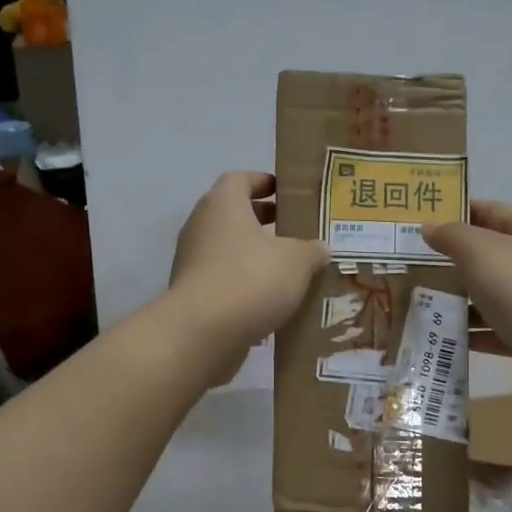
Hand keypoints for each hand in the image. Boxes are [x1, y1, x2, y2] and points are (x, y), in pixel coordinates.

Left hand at [169, 171, 326, 380]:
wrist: (202, 333)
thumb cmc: (251, 280)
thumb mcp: (297, 261)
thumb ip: (311, 250)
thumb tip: (319, 248)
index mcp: (223, 204)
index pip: (241, 178)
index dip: (264, 182)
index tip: (287, 194)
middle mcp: (201, 226)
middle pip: (234, 214)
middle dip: (264, 221)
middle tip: (295, 232)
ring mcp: (192, 261)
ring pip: (229, 249)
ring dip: (255, 255)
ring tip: (289, 270)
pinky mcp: (192, 293)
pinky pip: (223, 279)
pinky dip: (244, 283)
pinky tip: (270, 300)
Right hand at [424, 201, 511, 413]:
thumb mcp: (480, 251)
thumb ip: (452, 236)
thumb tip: (430, 227)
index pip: (492, 211)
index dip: (458, 212)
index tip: (421, 220)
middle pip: (488, 256)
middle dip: (451, 260)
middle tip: (409, 264)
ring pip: (488, 295)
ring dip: (455, 299)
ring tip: (415, 301)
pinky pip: (491, 331)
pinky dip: (468, 332)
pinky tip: (437, 335)